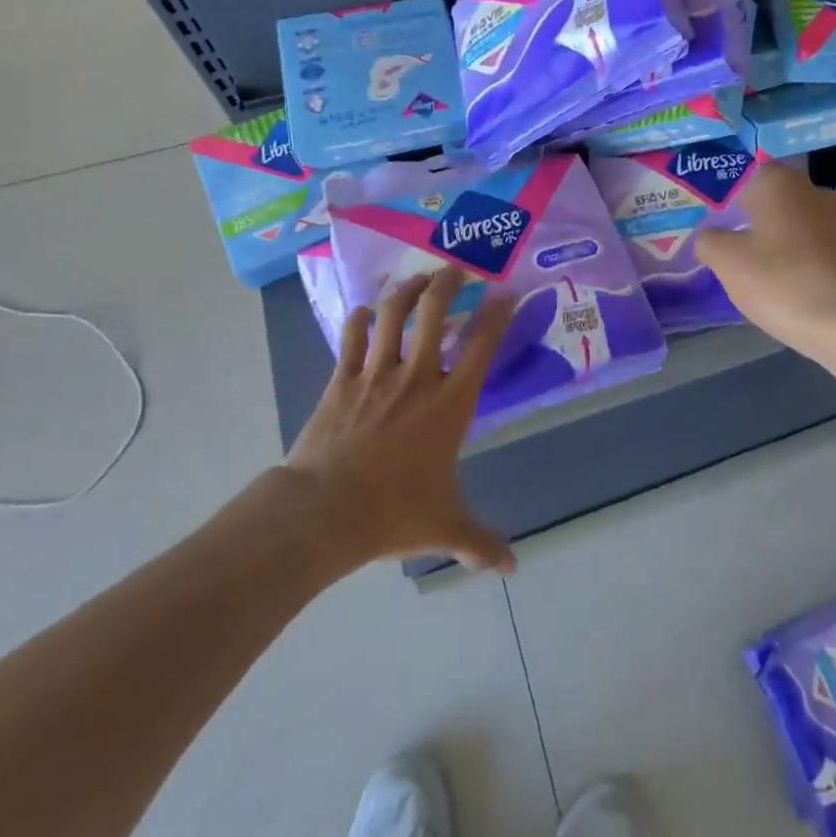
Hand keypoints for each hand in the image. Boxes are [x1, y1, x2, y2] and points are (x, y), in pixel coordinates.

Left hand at [285, 267, 515, 572]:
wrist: (323, 512)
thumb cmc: (393, 512)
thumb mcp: (444, 527)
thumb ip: (480, 542)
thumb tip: (512, 567)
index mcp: (449, 402)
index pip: (482, 345)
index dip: (497, 313)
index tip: (507, 292)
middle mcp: (417, 376)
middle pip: (435, 312)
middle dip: (448, 283)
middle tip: (456, 269)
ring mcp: (376, 374)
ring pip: (393, 314)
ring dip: (406, 290)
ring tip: (417, 278)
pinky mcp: (341, 380)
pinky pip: (351, 338)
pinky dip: (359, 319)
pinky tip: (364, 311)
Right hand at [694, 164, 835, 362]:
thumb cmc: (783, 282)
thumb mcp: (727, 262)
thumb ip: (709, 241)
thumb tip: (710, 237)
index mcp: (781, 182)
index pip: (749, 179)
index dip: (733, 205)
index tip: (724, 234)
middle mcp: (817, 191)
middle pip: (777, 204)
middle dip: (759, 227)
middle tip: (740, 259)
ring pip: (801, 228)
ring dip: (785, 248)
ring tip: (769, 283)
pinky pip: (823, 252)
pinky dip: (808, 267)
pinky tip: (800, 295)